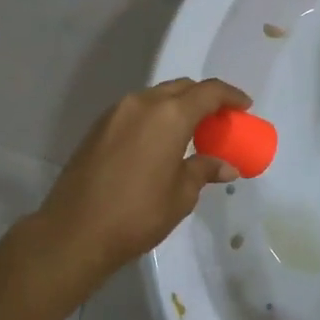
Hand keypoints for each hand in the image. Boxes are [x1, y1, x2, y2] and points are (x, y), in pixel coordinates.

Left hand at [34, 77, 251, 277]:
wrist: (75, 231)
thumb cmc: (138, 214)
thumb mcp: (181, 195)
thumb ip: (204, 170)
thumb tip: (226, 166)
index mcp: (169, 115)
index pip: (208, 92)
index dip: (230, 96)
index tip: (244, 107)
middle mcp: (142, 103)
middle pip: (181, 88)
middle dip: (204, 99)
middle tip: (219, 121)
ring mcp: (116, 113)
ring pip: (156, 97)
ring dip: (177, 107)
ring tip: (190, 132)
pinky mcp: (98, 127)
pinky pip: (136, 110)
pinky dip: (155, 117)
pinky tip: (159, 142)